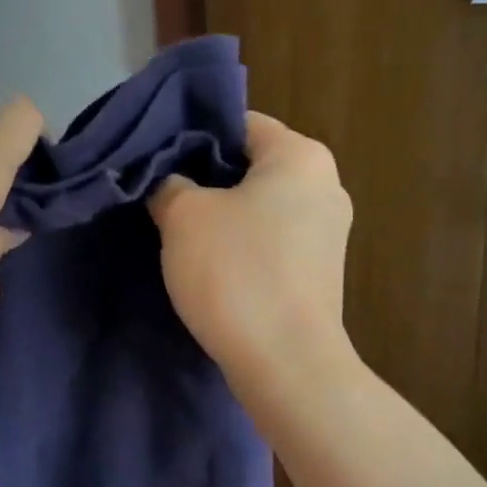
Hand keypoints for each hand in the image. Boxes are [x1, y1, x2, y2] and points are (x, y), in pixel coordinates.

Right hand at [149, 111, 352, 382]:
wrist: (286, 362)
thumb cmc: (236, 272)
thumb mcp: (184, 216)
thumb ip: (169, 184)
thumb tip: (170, 184)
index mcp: (302, 156)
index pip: (240, 124)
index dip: (193, 137)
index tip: (158, 162)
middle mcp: (326, 186)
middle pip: (253, 166)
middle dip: (207, 181)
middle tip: (162, 199)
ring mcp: (329, 234)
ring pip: (262, 208)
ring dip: (223, 218)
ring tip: (180, 237)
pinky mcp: (321, 274)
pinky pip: (273, 244)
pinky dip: (244, 249)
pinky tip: (213, 269)